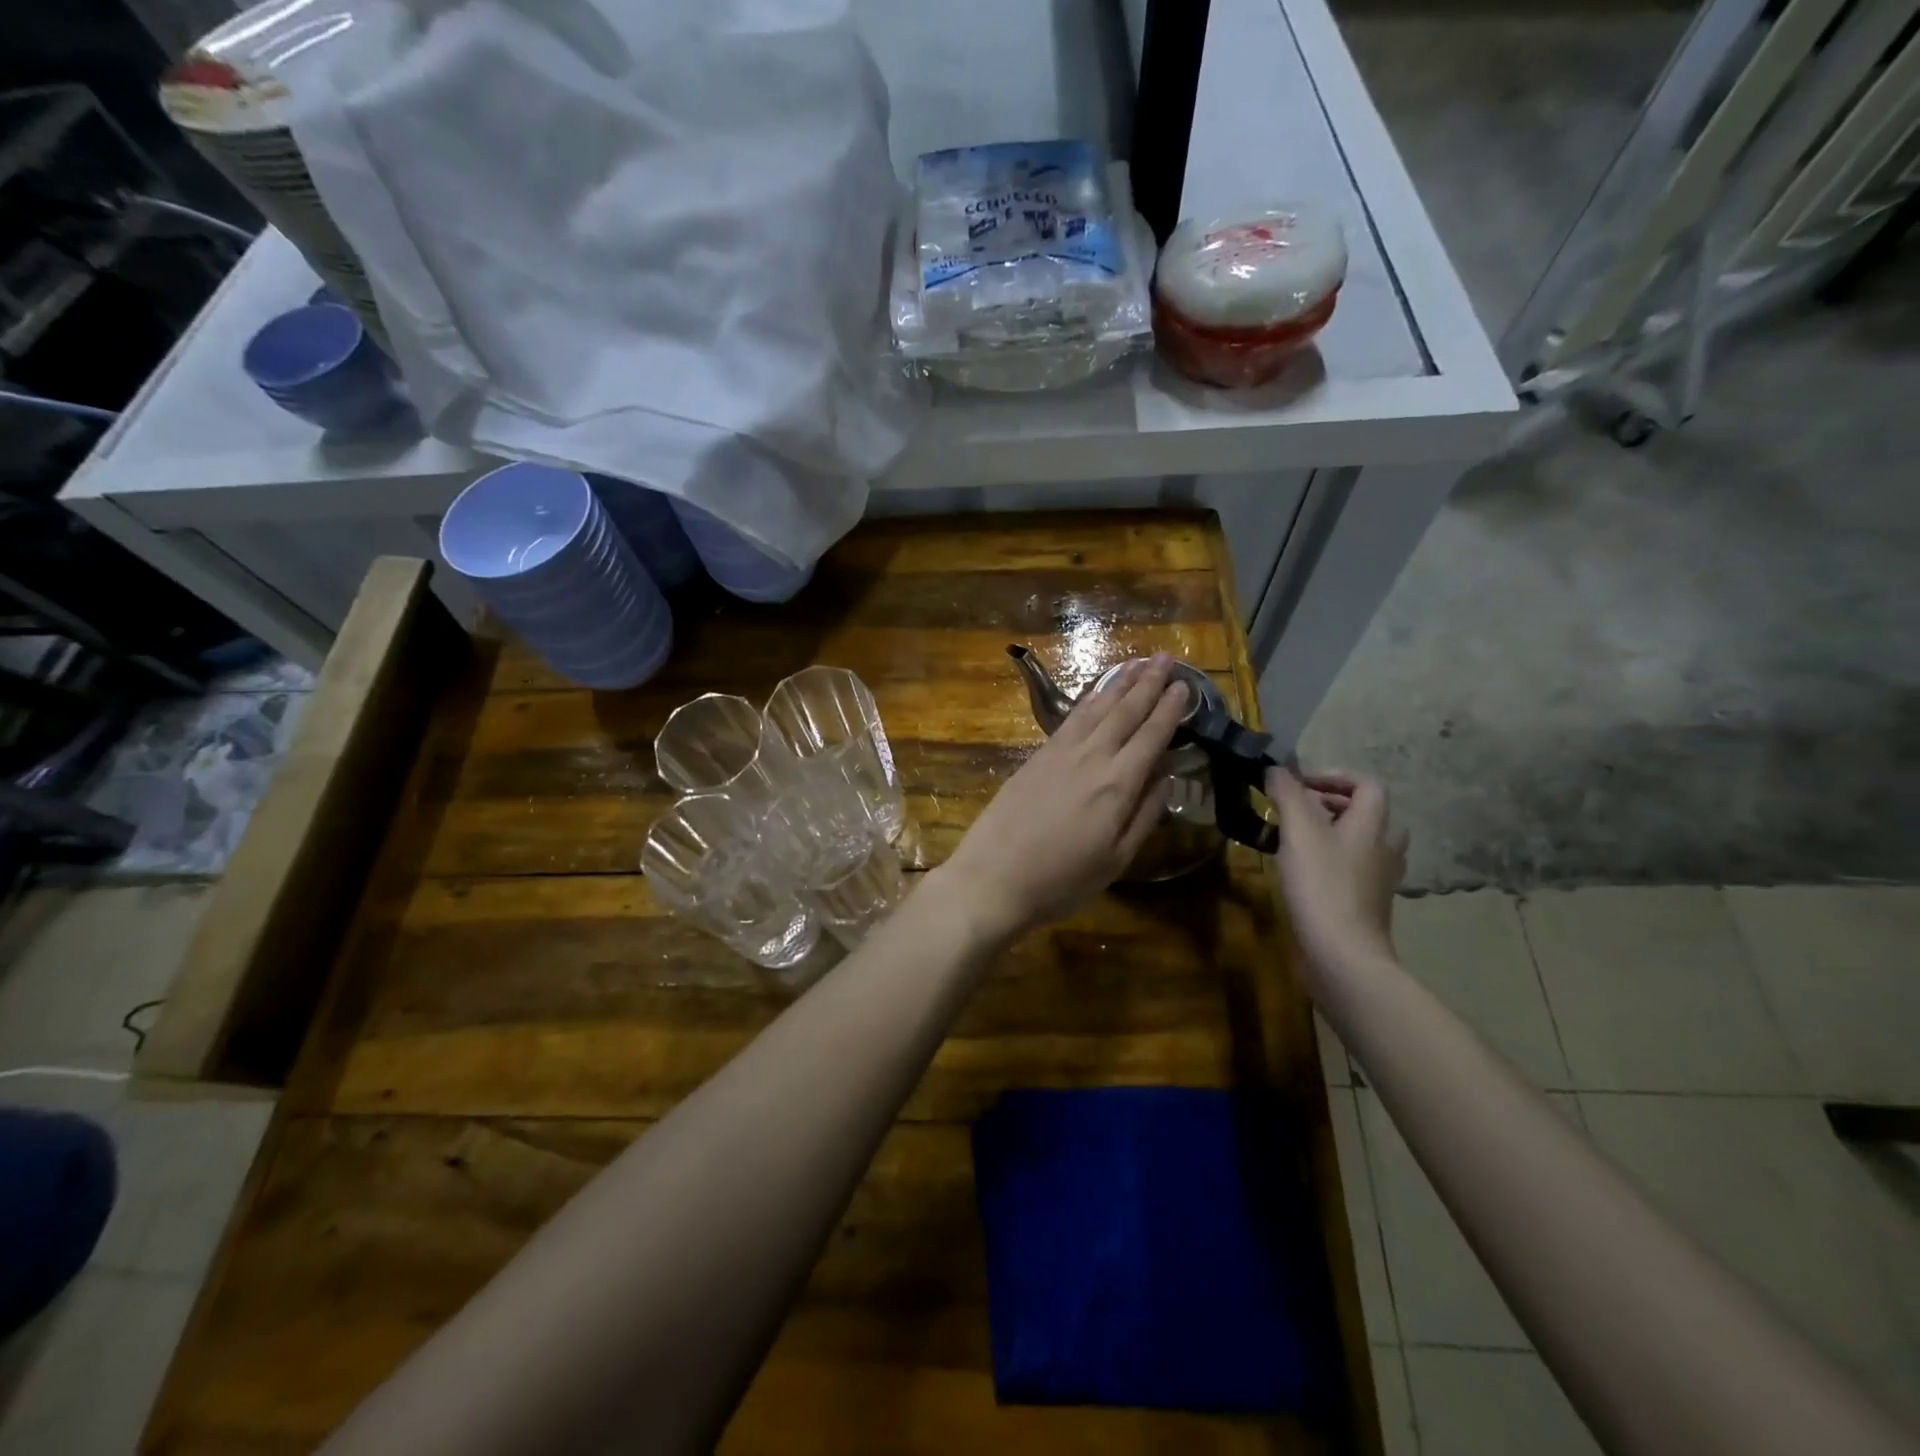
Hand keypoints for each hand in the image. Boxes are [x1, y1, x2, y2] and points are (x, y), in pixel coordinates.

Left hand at [936, 655, 1189, 945]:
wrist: (992, 878)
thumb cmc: (1061, 881)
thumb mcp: (1116, 860)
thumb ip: (1145, 814)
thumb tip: (1167, 776)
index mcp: (1117, 784)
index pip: (1151, 736)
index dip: (1170, 709)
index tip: (1184, 685)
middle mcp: (1091, 758)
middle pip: (1124, 712)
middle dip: (1148, 683)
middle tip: (1165, 658)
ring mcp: (1059, 753)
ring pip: (1095, 709)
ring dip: (1119, 684)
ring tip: (1137, 664)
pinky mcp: (1035, 757)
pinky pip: (1070, 719)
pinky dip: (1087, 701)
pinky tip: (1095, 694)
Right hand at [1266, 768, 1407, 974]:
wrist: (1342, 953)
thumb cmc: (1322, 885)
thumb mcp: (1299, 831)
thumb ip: (1288, 794)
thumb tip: (1276, 768)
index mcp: (1373, 825)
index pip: (1367, 784)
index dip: (1334, 776)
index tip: (1299, 784)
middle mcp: (1385, 847)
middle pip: (1366, 812)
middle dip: (1330, 804)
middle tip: (1294, 809)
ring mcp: (1379, 878)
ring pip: (1359, 841)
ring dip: (1330, 832)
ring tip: (1295, 838)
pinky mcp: (1367, 902)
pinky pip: (1352, 867)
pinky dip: (1330, 859)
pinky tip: (1302, 871)